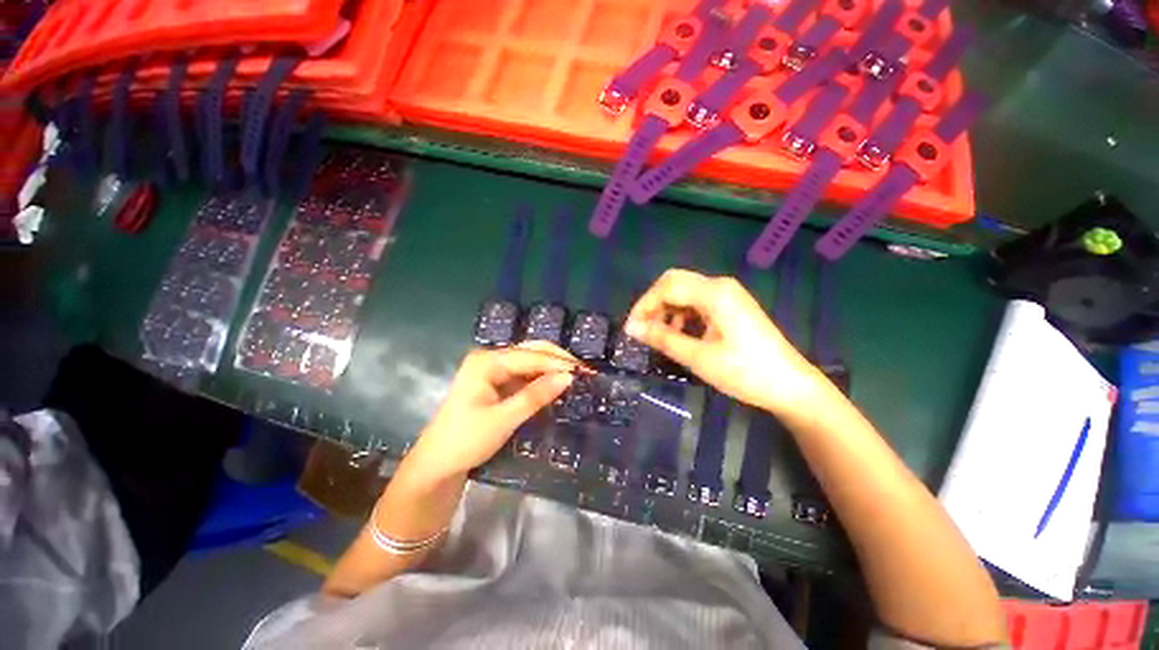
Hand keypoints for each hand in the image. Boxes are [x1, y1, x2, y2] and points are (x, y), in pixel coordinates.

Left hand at [406, 342, 575, 479]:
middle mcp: (490, 358)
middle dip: (558, 360)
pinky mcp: (497, 383)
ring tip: (577, 377)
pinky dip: (542, 379)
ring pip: (530, 362)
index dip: (558, 363)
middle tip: (584, 372)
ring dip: (552, 369)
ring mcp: (493, 370)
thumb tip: (569, 377)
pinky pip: (525, 375)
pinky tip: (557, 384)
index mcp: (486, 361)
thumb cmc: (466, 441)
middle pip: (531, 352)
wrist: (437, 465)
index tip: (585, 371)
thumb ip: (536, 396)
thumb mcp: (503, 419)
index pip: (530, 356)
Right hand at [626, 269, 827, 415]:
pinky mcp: (731, 306)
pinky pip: (697, 302)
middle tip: (643, 329)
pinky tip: (680, 334)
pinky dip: (681, 314)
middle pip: (674, 282)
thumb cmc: (745, 373)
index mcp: (714, 293)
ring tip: (659, 335)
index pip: (666, 287)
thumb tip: (632, 328)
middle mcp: (720, 286)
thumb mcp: (698, 357)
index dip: (644, 306)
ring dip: (666, 309)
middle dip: (653, 304)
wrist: (791, 386)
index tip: (631, 330)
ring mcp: (727, 295)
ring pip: (684, 291)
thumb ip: (662, 338)